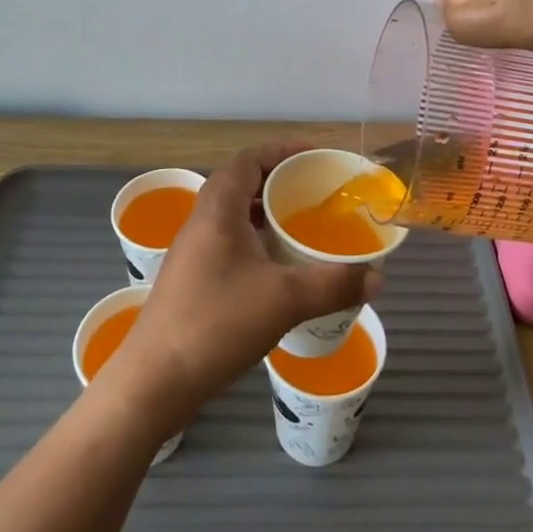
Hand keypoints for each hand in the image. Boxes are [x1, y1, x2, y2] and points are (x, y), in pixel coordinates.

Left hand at [110, 142, 377, 431]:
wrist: (154, 381)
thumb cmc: (216, 322)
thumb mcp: (284, 300)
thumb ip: (334, 284)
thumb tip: (378, 277)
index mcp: (218, 208)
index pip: (249, 158)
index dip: (281, 150)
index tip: (314, 155)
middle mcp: (202, 220)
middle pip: (242, 182)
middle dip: (278, 180)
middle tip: (315, 190)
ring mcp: (193, 251)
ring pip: (234, 215)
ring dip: (265, 212)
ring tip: (302, 224)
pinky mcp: (192, 279)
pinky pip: (229, 241)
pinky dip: (255, 240)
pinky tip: (277, 267)